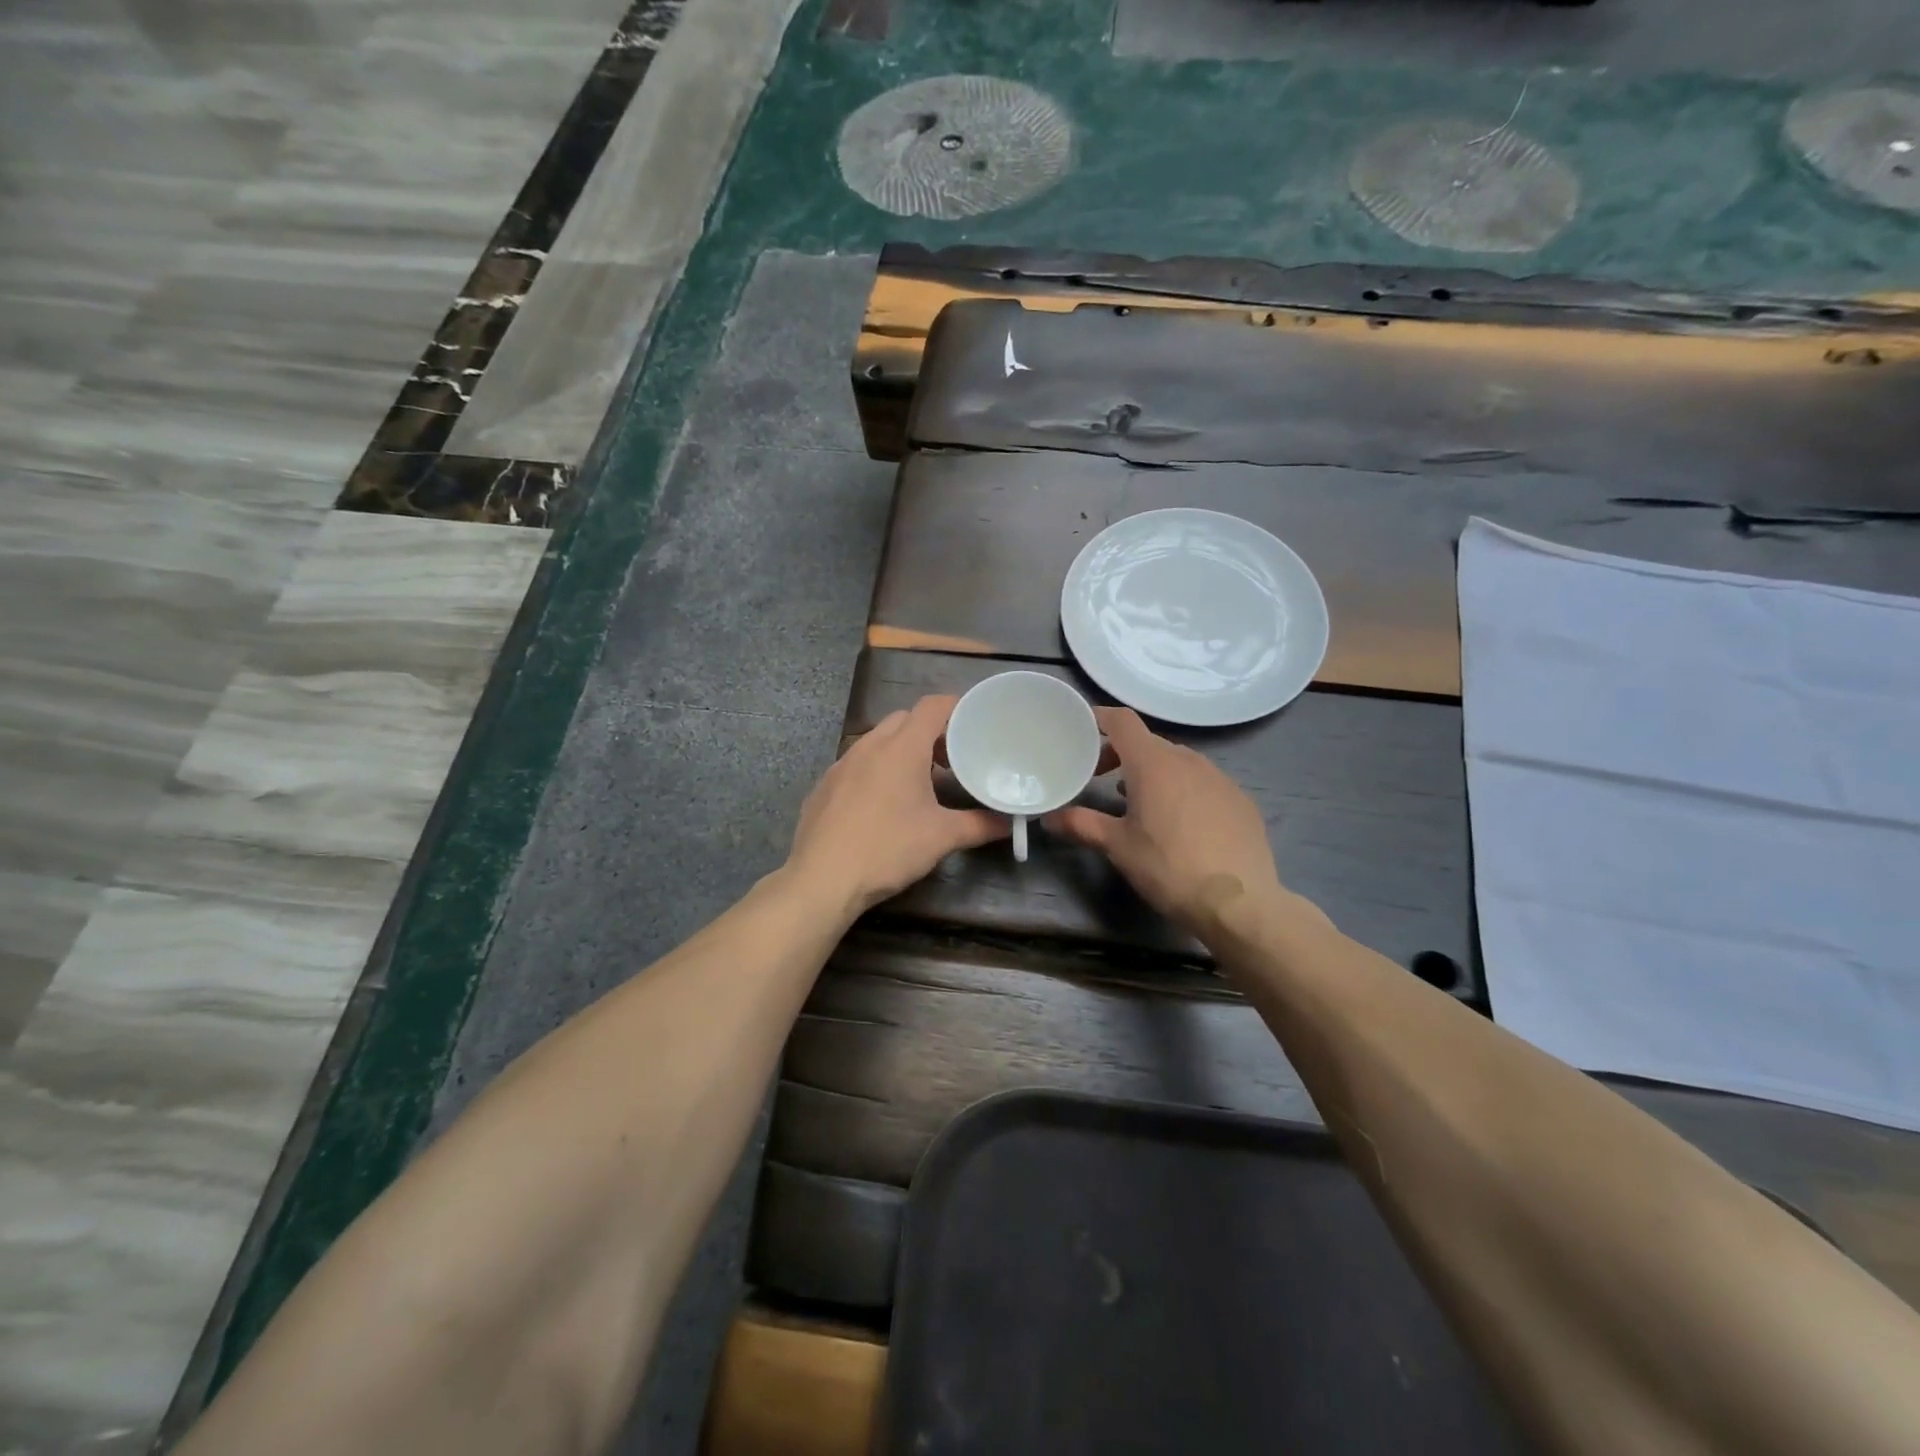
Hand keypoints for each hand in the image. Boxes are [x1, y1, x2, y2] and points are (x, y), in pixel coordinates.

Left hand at [786, 695, 1008, 916]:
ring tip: (918, 782)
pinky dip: (875, 770)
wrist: (822, 879)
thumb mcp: (942, 838)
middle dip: (929, 731)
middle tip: (950, 758)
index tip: (973, 721)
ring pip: (877, 740)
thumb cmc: (888, 849)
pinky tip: (880, 804)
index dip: (955, 707)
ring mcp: (841, 764)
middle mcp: (869, 745)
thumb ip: (979, 825)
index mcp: (902, 748)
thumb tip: (1009, 824)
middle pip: (904, 719)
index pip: (932, 706)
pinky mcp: (824, 786)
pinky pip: (856, 764)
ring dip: (900, 750)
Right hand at [1045, 707, 1283, 933]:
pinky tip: (1181, 823)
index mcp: (1153, 763)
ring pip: (1178, 762)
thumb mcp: (1118, 846)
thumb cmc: (1168, 867)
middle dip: (1122, 754)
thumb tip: (1049, 819)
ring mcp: (1219, 778)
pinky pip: (1204, 782)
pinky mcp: (1240, 799)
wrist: (1238, 901)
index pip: (1123, 721)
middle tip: (1102, 778)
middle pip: (1148, 743)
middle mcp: (1188, 760)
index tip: (1083, 729)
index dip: (1100, 718)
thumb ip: (1082, 824)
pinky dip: (1184, 790)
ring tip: (1140, 802)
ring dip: (1154, 772)